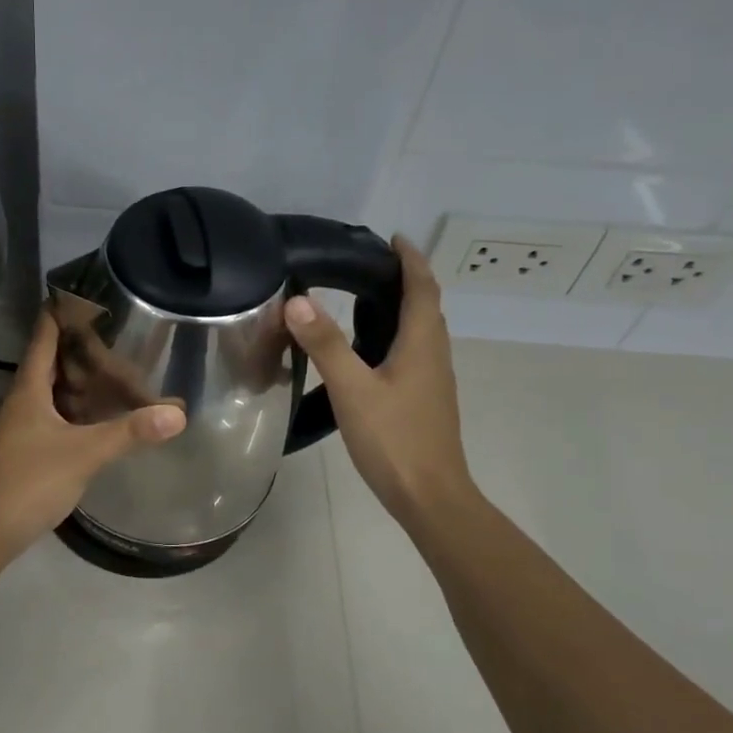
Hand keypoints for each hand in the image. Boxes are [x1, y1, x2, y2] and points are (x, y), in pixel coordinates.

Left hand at [0, 310, 185, 560]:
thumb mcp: (85, 454)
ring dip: (70, 387)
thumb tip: (177, 413)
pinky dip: (65, 414)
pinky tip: (85, 425)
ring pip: (43, 397)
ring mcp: (11, 431)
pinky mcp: (13, 455)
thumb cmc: (30, 482)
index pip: (42, 340)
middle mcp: (15, 404)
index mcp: (27, 392)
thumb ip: (130, 432)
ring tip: (104, 379)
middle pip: (45, 368)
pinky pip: (43, 421)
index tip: (77, 295)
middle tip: (109, 342)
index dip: (58, 315)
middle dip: (74, 354)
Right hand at [284, 236, 475, 527]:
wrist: (429, 495)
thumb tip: (298, 300)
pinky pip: (413, 353)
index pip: (422, 287)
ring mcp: (433, 380)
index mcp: (422, 343)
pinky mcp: (425, 400)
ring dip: (401, 308)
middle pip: (426, 306)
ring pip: (420, 331)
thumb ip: (326, 344)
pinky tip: (368, 352)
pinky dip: (395, 336)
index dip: (410, 259)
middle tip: (367, 266)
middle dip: (405, 279)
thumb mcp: (352, 389)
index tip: (392, 237)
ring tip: (363, 300)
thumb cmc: (394, 439)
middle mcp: (434, 354)